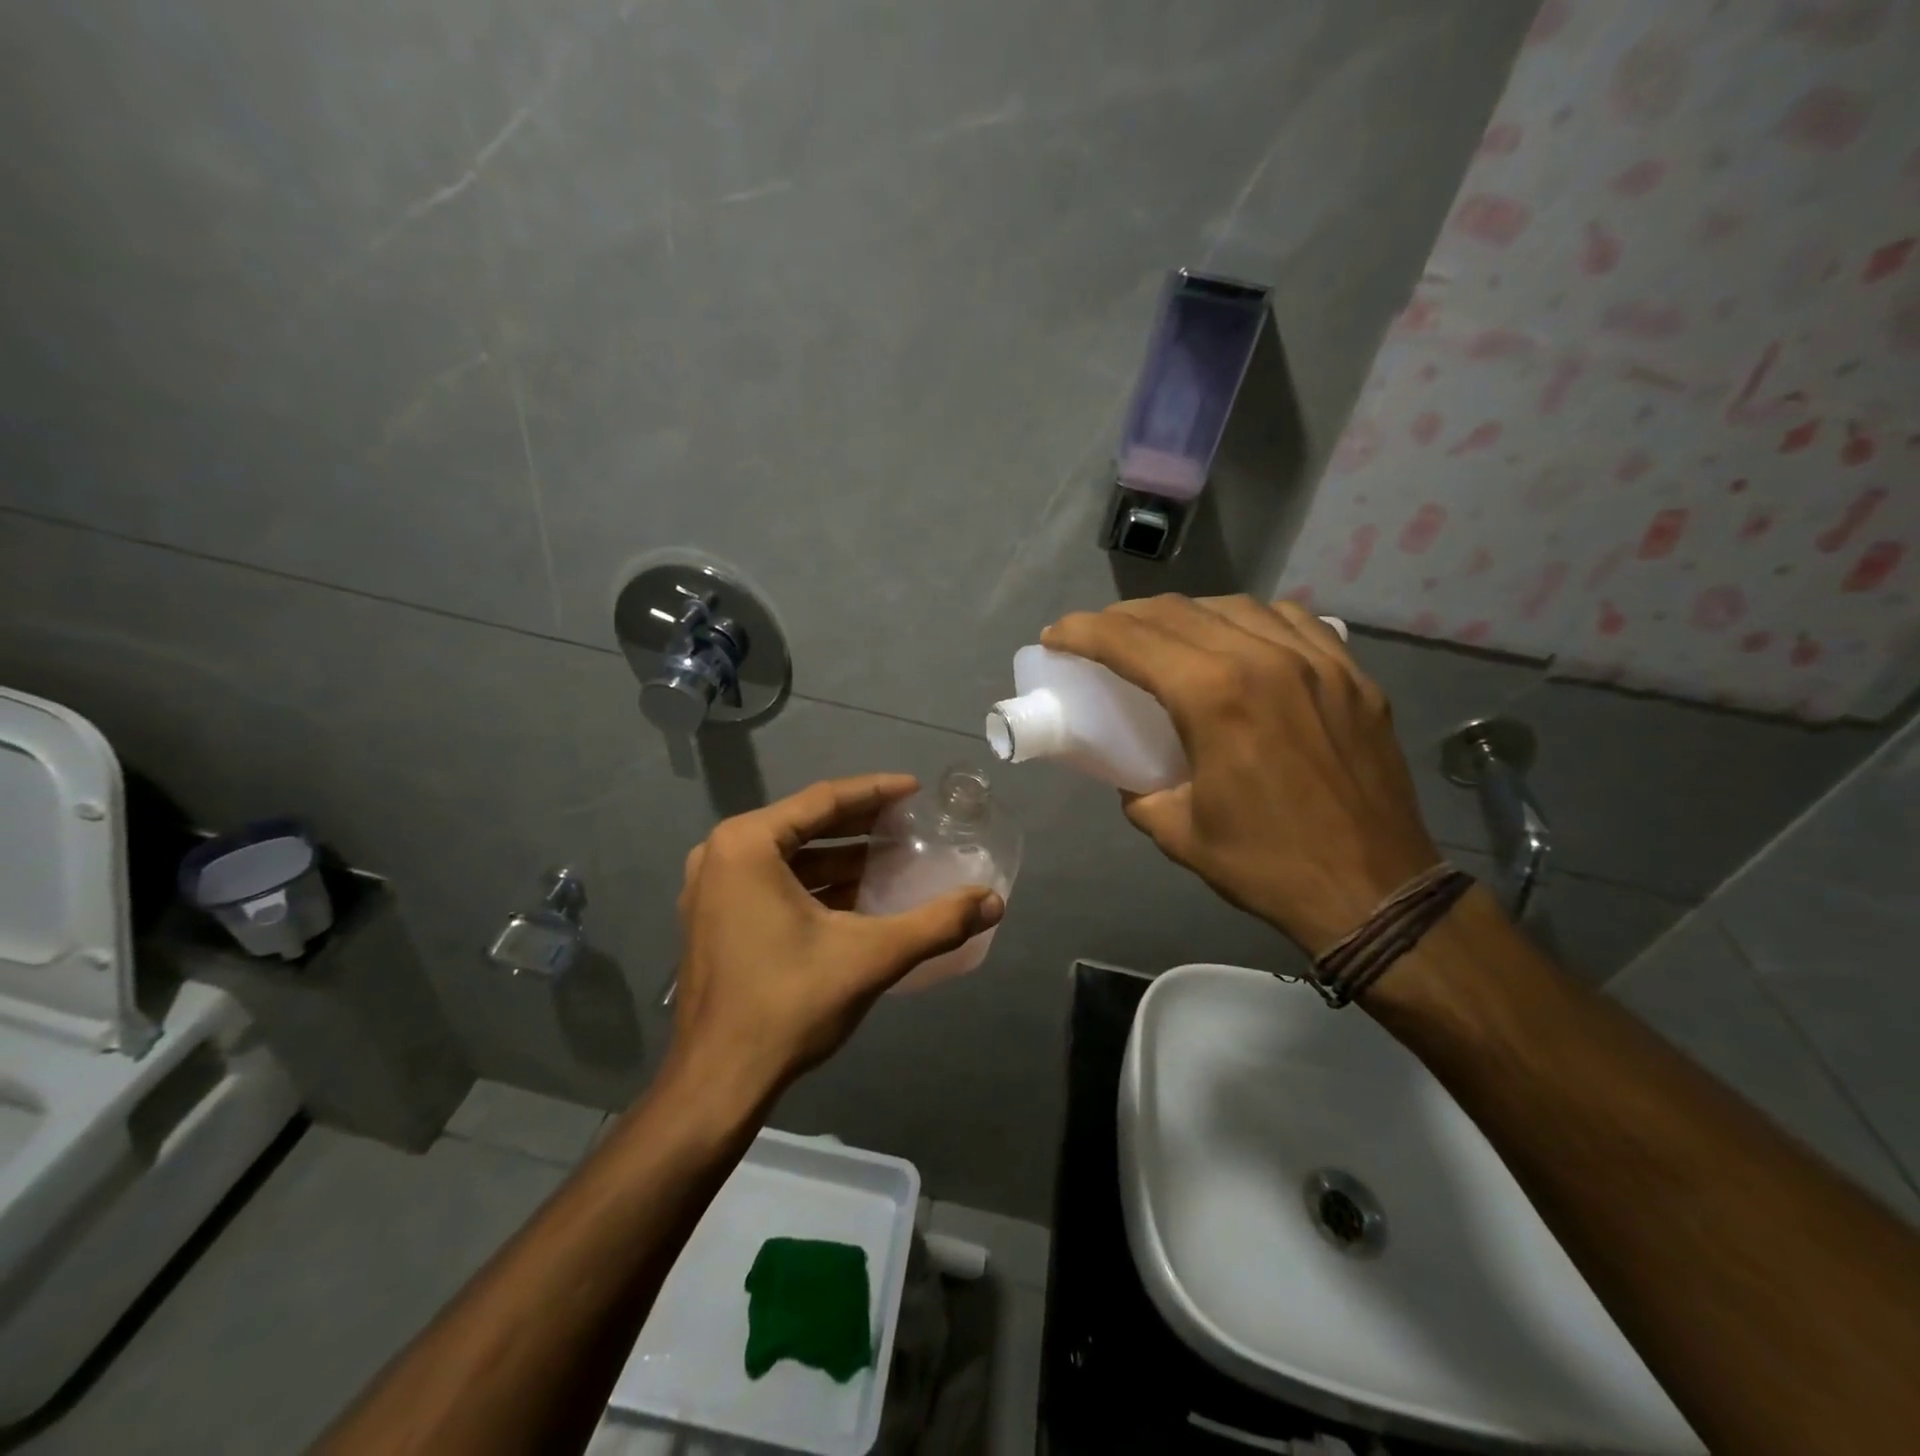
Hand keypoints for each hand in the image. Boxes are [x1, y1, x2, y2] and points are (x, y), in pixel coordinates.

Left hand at [670, 774, 1004, 1100]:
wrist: (717, 1083)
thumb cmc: (789, 1004)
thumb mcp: (871, 956)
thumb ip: (937, 923)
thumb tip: (994, 902)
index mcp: (746, 845)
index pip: (823, 800)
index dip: (876, 792)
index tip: (916, 790)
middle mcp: (720, 855)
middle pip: (805, 824)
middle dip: (861, 824)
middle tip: (909, 823)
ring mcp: (710, 890)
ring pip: (789, 857)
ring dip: (840, 857)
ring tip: (892, 859)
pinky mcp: (713, 920)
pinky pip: (772, 883)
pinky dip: (815, 884)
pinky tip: (857, 897)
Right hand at [1042, 595, 1440, 953]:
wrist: (1374, 892)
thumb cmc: (1267, 866)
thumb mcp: (1177, 832)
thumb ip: (1139, 790)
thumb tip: (1132, 773)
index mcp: (1215, 697)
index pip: (1132, 641)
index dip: (1084, 632)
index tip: (1057, 635)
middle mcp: (1265, 660)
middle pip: (1178, 612)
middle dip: (1125, 618)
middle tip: (1101, 637)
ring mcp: (1318, 661)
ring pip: (1236, 606)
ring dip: (1186, 614)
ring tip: (1165, 636)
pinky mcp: (1352, 675)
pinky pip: (1294, 621)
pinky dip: (1251, 620)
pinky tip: (1240, 639)